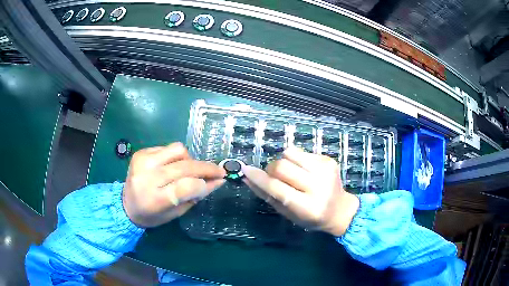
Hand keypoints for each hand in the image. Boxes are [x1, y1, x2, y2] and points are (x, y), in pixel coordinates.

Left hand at [122, 142, 225, 227]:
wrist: (126, 205)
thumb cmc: (153, 215)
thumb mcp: (177, 212)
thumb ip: (198, 196)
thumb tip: (219, 181)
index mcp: (155, 199)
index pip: (186, 186)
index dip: (205, 183)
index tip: (218, 181)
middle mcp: (147, 177)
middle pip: (184, 166)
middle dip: (206, 168)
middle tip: (217, 171)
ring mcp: (143, 161)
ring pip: (178, 150)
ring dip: (189, 160)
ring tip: (188, 171)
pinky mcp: (141, 153)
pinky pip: (168, 148)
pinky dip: (176, 157)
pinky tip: (173, 167)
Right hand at [243, 147, 359, 235]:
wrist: (341, 210)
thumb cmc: (311, 217)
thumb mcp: (288, 214)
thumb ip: (267, 196)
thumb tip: (247, 178)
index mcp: (307, 206)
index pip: (277, 188)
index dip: (259, 178)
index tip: (246, 170)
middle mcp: (318, 186)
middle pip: (281, 166)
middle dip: (271, 170)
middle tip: (274, 177)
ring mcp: (325, 170)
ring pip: (289, 153)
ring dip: (283, 162)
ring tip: (292, 174)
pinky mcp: (328, 160)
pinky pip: (301, 152)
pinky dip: (296, 160)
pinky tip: (304, 171)